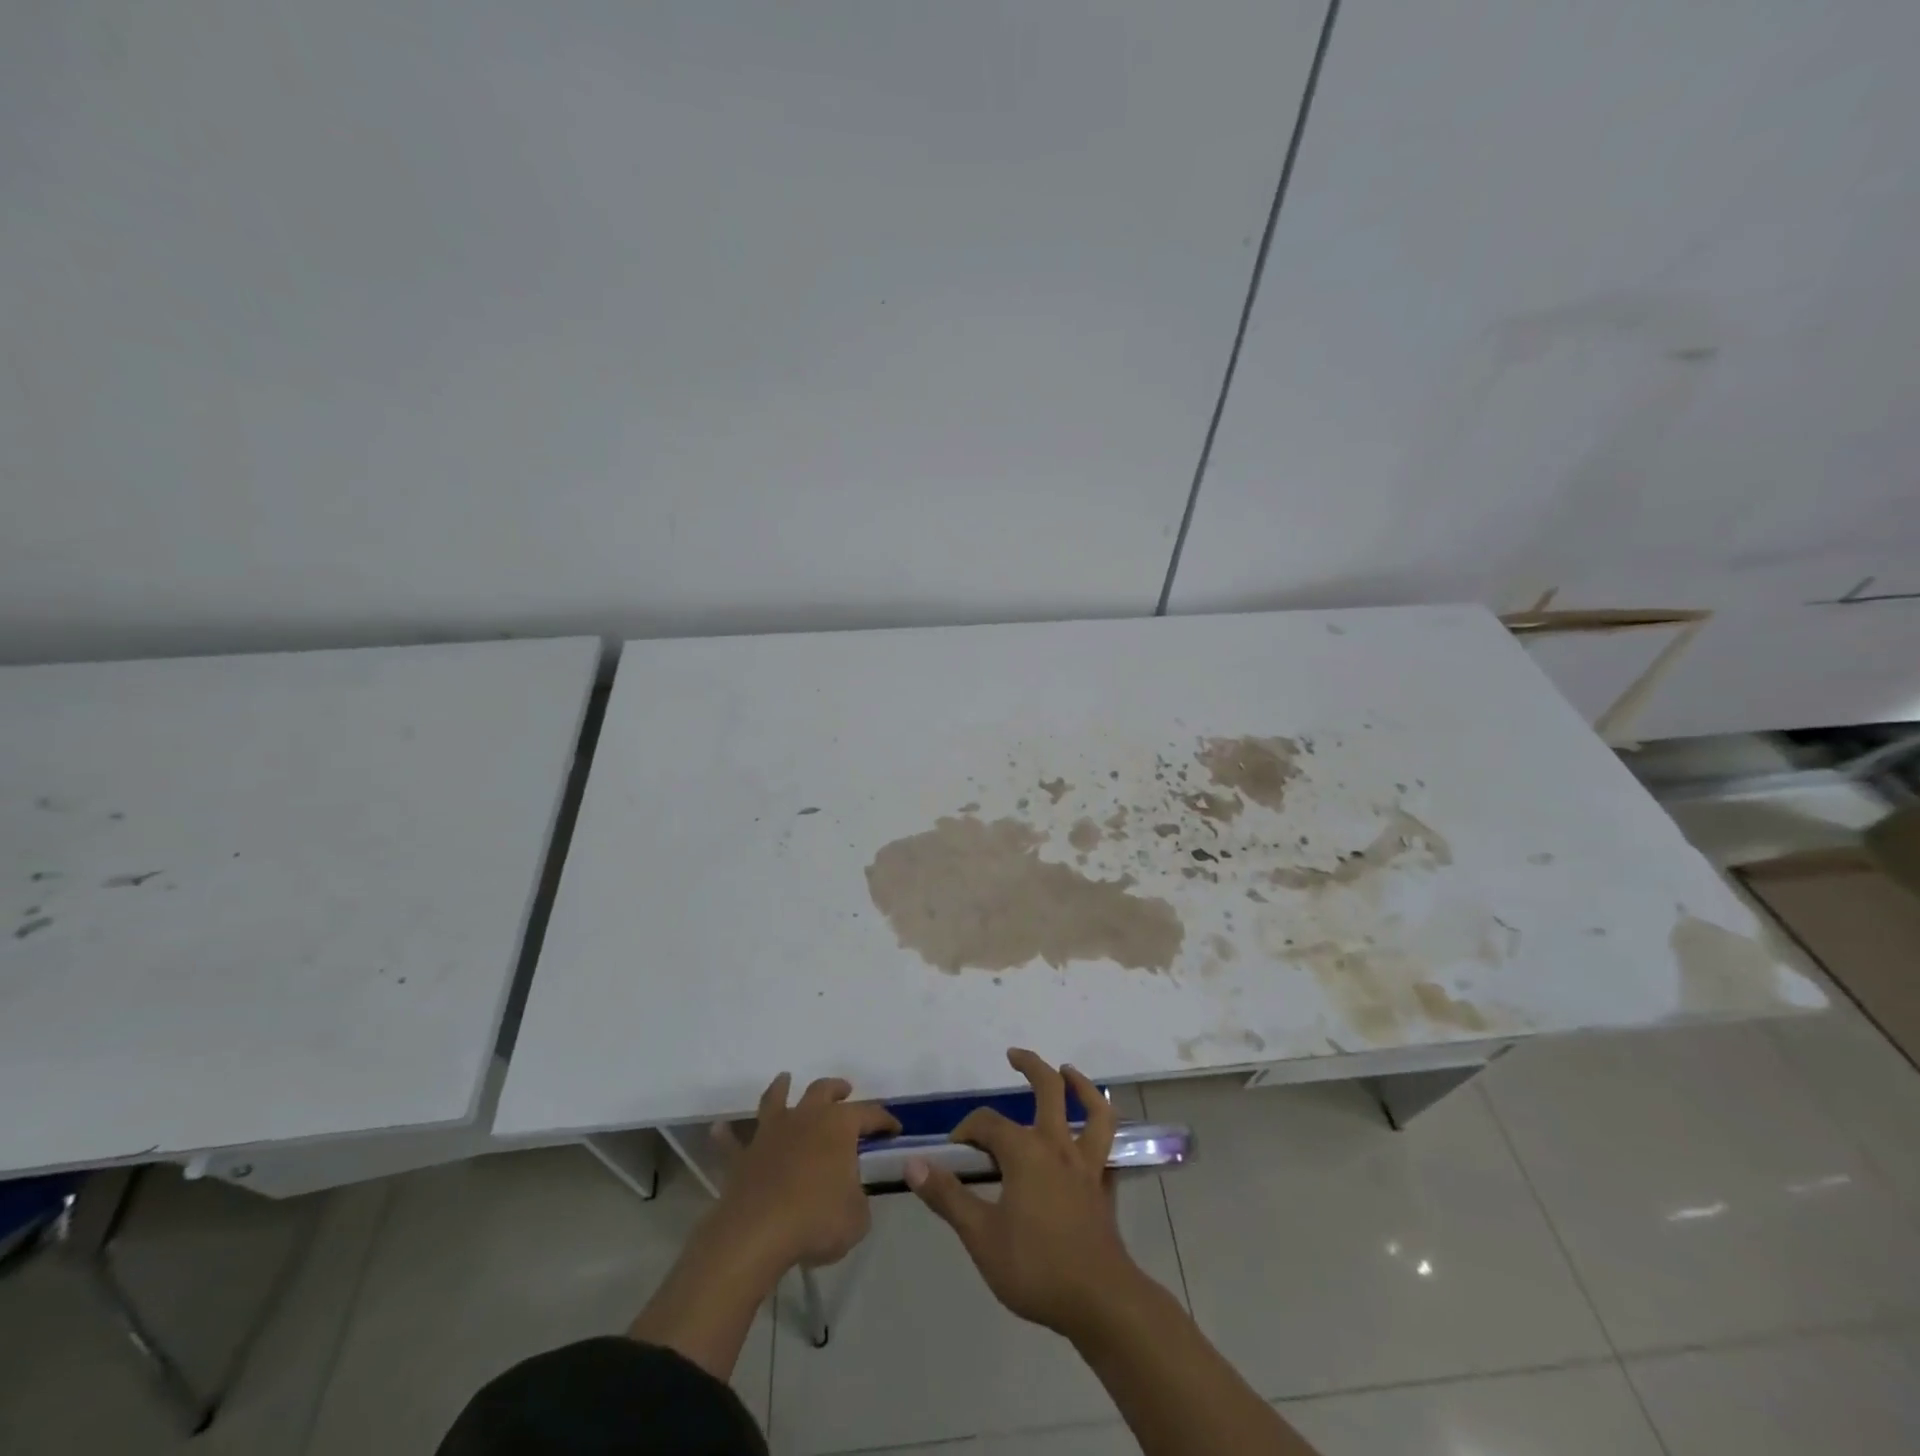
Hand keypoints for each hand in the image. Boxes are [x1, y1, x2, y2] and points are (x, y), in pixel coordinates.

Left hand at [713, 1073, 899, 1269]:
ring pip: (777, 1099)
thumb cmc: (816, 1220)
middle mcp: (806, 1118)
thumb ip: (858, 1198)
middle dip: (836, 1088)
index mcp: (839, 1126)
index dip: (884, 1120)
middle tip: (845, 1090)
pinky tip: (720, 1129)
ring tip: (786, 1079)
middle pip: (822, 1090)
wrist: (758, 1233)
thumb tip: (850, 1192)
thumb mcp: (857, 1217)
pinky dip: (727, 1134)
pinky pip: (733, 1141)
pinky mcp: (743, 1156)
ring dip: (783, 1087)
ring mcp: (771, 1132)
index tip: (894, 1129)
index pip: (869, 1114)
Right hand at [906, 1049, 1141, 1338]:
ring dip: (1080, 1085)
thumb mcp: (981, 1236)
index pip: (988, 1123)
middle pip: (1049, 1090)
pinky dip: (1102, 1130)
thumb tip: (913, 1163)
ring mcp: (1086, 1164)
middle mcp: (1058, 1145)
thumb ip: (947, 1196)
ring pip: (1092, 1110)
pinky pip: (1107, 1146)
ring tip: (1067, 1071)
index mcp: (1025, 1152)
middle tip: (1014, 1055)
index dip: (967, 1130)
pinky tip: (1093, 1133)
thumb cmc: (1035, 1267)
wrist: (1099, 1301)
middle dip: (1031, 1066)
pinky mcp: (1104, 1186)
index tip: (953, 1151)